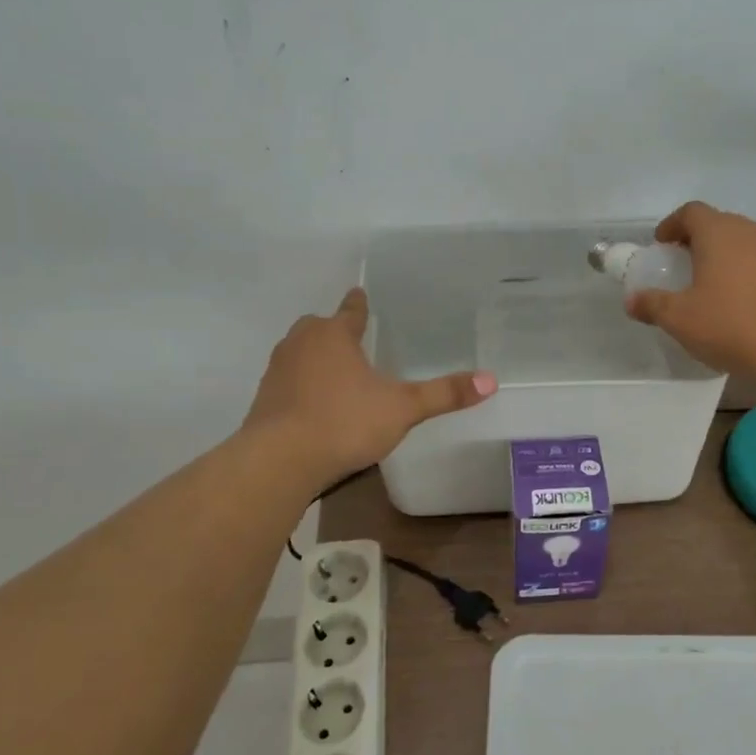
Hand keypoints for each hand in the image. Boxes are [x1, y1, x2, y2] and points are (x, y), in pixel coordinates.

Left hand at [243, 288, 496, 486]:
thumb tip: (491, 379)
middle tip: (353, 341)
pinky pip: (288, 382)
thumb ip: (444, 394)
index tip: (359, 294)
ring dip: (315, 359)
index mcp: (333, 335)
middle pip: (318, 328)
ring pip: (299, 354)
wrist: (279, 460)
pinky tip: (316, 406)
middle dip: (334, 331)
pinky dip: (302, 386)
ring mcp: (277, 372)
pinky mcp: (264, 401)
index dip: (358, 304)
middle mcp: (301, 344)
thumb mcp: (402, 408)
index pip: (350, 311)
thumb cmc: (344, 422)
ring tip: (337, 374)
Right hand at [624, 202, 755, 376]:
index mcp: (719, 233)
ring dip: (733, 257)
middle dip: (703, 240)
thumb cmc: (728, 324)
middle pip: (723, 224)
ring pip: (751, 243)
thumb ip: (652, 304)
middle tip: (688, 264)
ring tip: (721, 284)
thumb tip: (632, 300)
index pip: (691, 212)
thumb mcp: (679, 319)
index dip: (673, 224)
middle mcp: (753, 231)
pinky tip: (752, 303)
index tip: (662, 243)